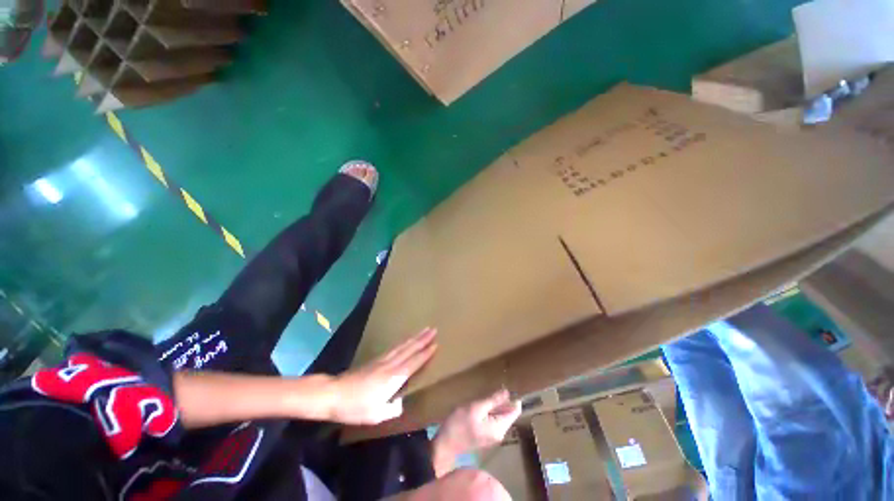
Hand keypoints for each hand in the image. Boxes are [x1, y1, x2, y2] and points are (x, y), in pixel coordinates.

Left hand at [329, 327, 437, 424]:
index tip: (436, 343)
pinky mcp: (376, 359)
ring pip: (403, 346)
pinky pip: (395, 347)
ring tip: (424, 330)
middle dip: (423, 339)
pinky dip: (404, 342)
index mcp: (393, 378)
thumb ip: (393, 409)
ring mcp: (383, 360)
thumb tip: (402, 403)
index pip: (414, 362)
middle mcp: (390, 365)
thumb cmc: (355, 407)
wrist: (334, 394)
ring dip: (415, 337)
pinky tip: (406, 340)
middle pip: (410, 349)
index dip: (425, 353)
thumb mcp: (376, 415)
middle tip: (434, 329)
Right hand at [431, 389, 521, 476]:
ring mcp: (492, 436)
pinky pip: (493, 420)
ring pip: (500, 416)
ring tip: (485, 396)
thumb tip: (507, 392)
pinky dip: (490, 411)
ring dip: (495, 406)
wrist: (445, 444)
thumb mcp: (476, 408)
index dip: (513, 398)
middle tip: (491, 390)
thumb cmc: (459, 424)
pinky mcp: (485, 436)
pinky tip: (480, 405)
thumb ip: (493, 400)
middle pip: (508, 413)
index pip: (515, 411)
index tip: (505, 386)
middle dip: (502, 401)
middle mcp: (500, 434)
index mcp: (500, 428)